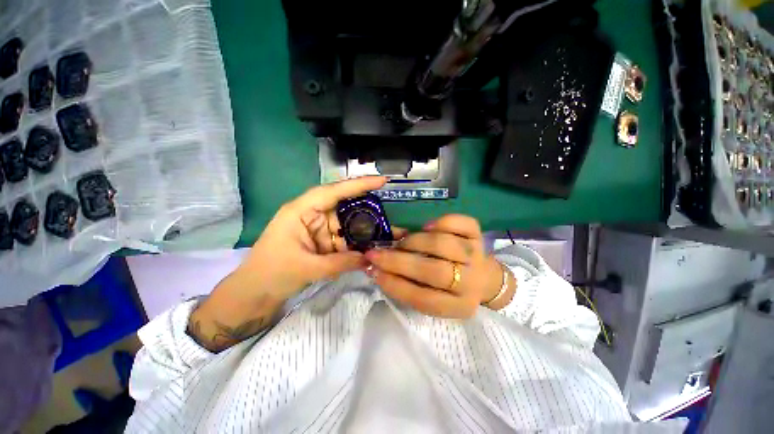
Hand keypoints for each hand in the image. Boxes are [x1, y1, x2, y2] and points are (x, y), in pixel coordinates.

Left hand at [188, 176, 389, 351]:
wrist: (254, 293)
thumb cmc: (271, 274)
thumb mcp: (306, 268)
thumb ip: (340, 263)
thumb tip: (369, 259)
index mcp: (301, 211)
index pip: (333, 191)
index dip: (358, 185)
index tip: (381, 181)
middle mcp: (312, 214)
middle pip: (344, 206)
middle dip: (367, 211)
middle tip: (390, 216)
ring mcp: (318, 228)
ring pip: (347, 224)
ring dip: (364, 231)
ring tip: (387, 234)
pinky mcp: (322, 241)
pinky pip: (344, 238)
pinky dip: (357, 243)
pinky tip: (371, 248)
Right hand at [364, 214, 515, 318]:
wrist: (484, 276)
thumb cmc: (449, 287)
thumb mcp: (431, 294)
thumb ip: (406, 283)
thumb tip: (375, 266)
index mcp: (458, 306)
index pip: (424, 299)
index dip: (396, 285)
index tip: (374, 272)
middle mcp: (471, 283)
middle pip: (434, 271)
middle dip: (399, 261)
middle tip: (377, 253)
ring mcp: (477, 256)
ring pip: (443, 244)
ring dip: (415, 241)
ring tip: (403, 243)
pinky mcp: (479, 235)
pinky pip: (460, 223)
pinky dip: (441, 222)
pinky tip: (428, 227)